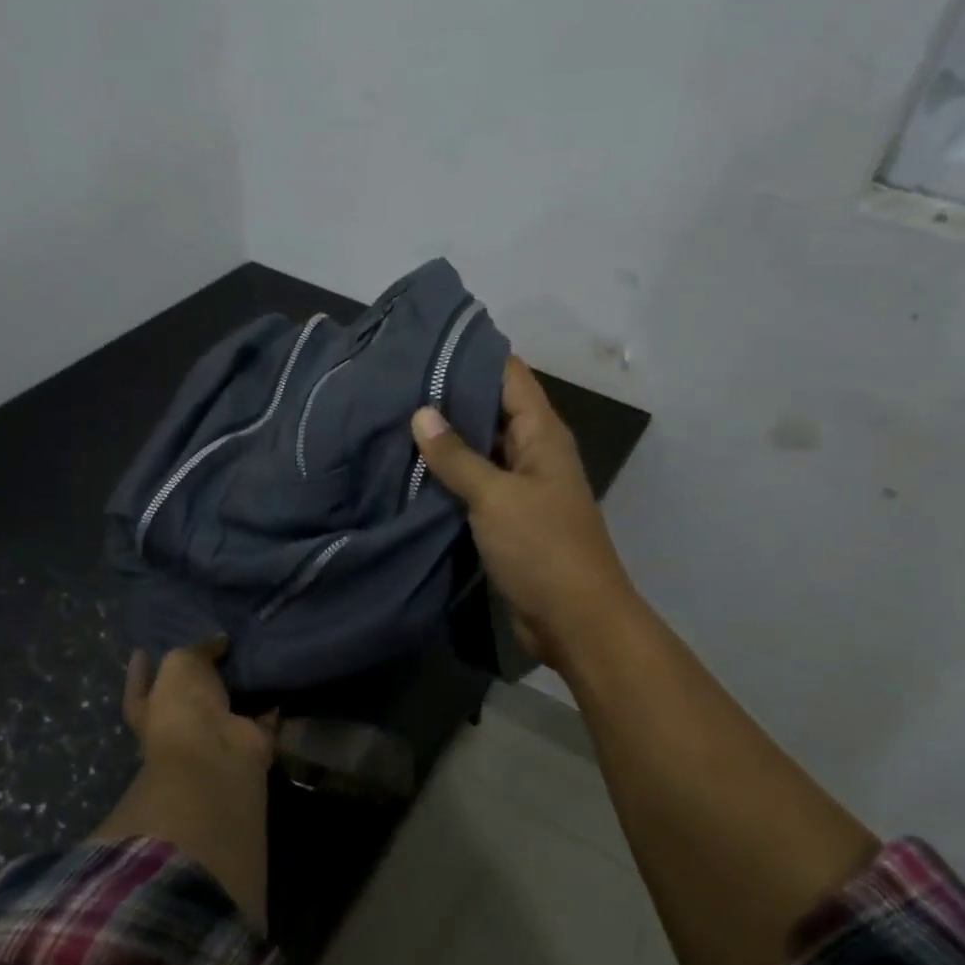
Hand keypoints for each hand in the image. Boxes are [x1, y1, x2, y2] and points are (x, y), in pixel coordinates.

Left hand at [123, 638, 274, 773]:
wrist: (217, 754)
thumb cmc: (183, 707)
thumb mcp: (181, 664)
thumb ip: (199, 648)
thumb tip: (220, 640)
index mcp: (150, 709)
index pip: (140, 685)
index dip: (140, 669)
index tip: (143, 648)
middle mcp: (182, 724)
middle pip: (189, 694)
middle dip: (202, 672)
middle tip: (217, 641)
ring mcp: (217, 735)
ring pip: (229, 702)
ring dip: (241, 683)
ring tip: (254, 649)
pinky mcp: (251, 739)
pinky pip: (264, 714)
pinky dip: (273, 699)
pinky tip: (280, 673)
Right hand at [412, 358, 636, 667]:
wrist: (574, 621)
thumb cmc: (542, 549)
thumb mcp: (496, 496)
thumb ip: (457, 456)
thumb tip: (421, 413)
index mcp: (542, 434)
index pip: (509, 375)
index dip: (472, 355)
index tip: (424, 344)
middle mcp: (532, 452)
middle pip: (491, 410)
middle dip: (448, 397)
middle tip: (393, 383)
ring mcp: (519, 487)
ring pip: (479, 450)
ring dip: (444, 440)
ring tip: (391, 419)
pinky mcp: (506, 519)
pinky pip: (474, 486)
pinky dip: (447, 478)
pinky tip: (408, 470)